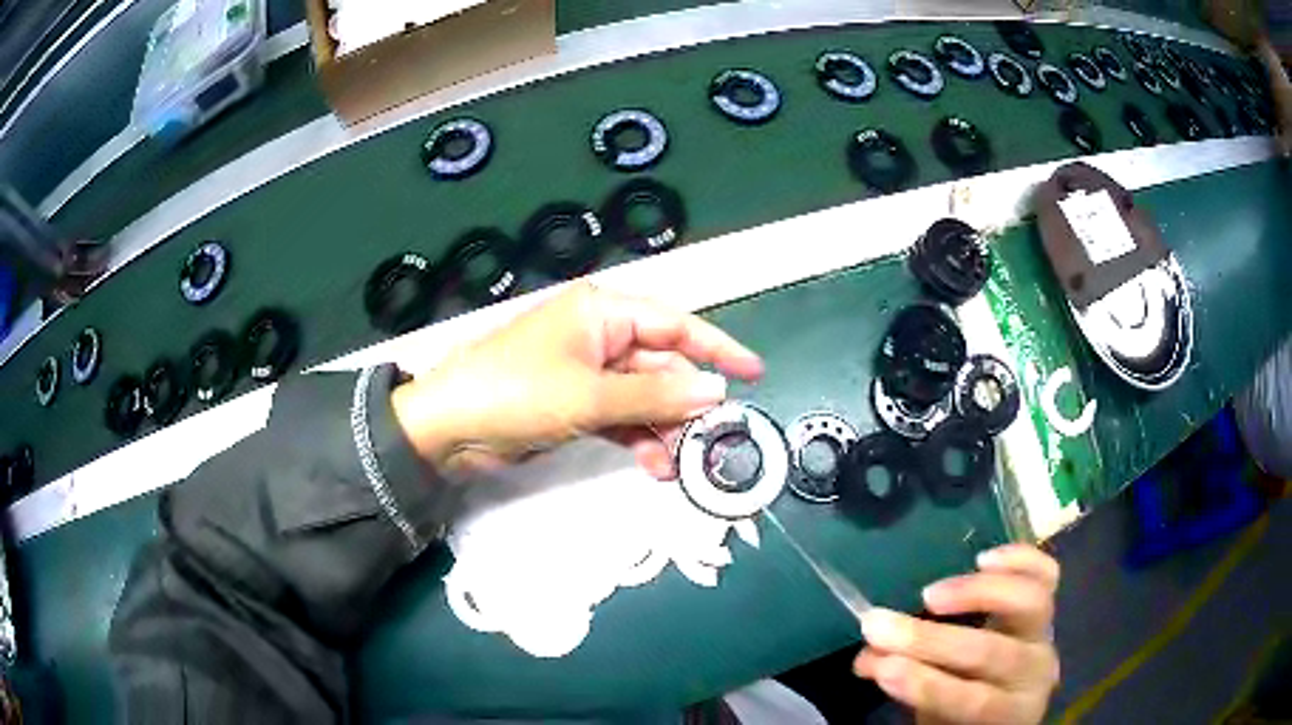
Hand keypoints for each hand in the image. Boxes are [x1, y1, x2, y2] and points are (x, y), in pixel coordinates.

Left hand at [391, 282, 763, 475]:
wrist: (448, 428)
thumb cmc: (516, 393)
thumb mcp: (590, 396)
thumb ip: (655, 397)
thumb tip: (716, 391)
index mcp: (602, 313)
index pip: (674, 325)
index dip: (716, 348)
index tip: (754, 372)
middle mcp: (600, 336)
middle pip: (661, 367)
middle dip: (685, 403)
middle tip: (711, 439)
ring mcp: (588, 373)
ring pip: (644, 397)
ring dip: (663, 428)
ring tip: (679, 463)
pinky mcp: (577, 404)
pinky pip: (622, 417)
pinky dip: (638, 438)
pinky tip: (653, 464)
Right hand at [853, 545, 1059, 723]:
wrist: (1009, 700)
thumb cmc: (965, 715)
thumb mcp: (935, 715)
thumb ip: (909, 688)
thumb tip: (867, 658)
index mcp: (1007, 713)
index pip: (973, 701)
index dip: (928, 684)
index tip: (882, 667)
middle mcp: (1033, 671)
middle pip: (990, 652)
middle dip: (930, 640)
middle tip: (879, 625)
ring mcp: (1045, 634)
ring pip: (1026, 604)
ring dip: (975, 594)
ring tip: (928, 595)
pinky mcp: (1047, 605)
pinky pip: (1047, 574)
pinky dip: (1019, 560)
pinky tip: (982, 558)